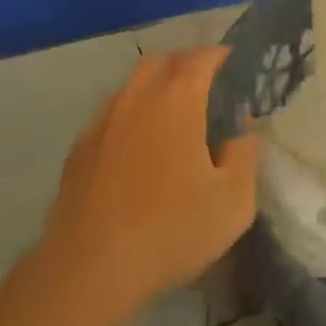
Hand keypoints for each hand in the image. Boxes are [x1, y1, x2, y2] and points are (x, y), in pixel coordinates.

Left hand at [38, 49, 256, 320]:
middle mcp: (138, 95)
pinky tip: (139, 145)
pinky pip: (113, 111)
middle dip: (189, 64)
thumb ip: (245, 153)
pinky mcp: (80, 145)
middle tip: (209, 88)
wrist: (88, 268)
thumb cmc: (170, 230)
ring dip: (157, 86)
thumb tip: (242, 126)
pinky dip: (132, 113)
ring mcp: (104, 117)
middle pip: (165, 60)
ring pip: (134, 83)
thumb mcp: (233, 201)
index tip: (236, 67)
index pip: (203, 57)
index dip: (222, 56)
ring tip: (175, 114)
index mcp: (178, 98)